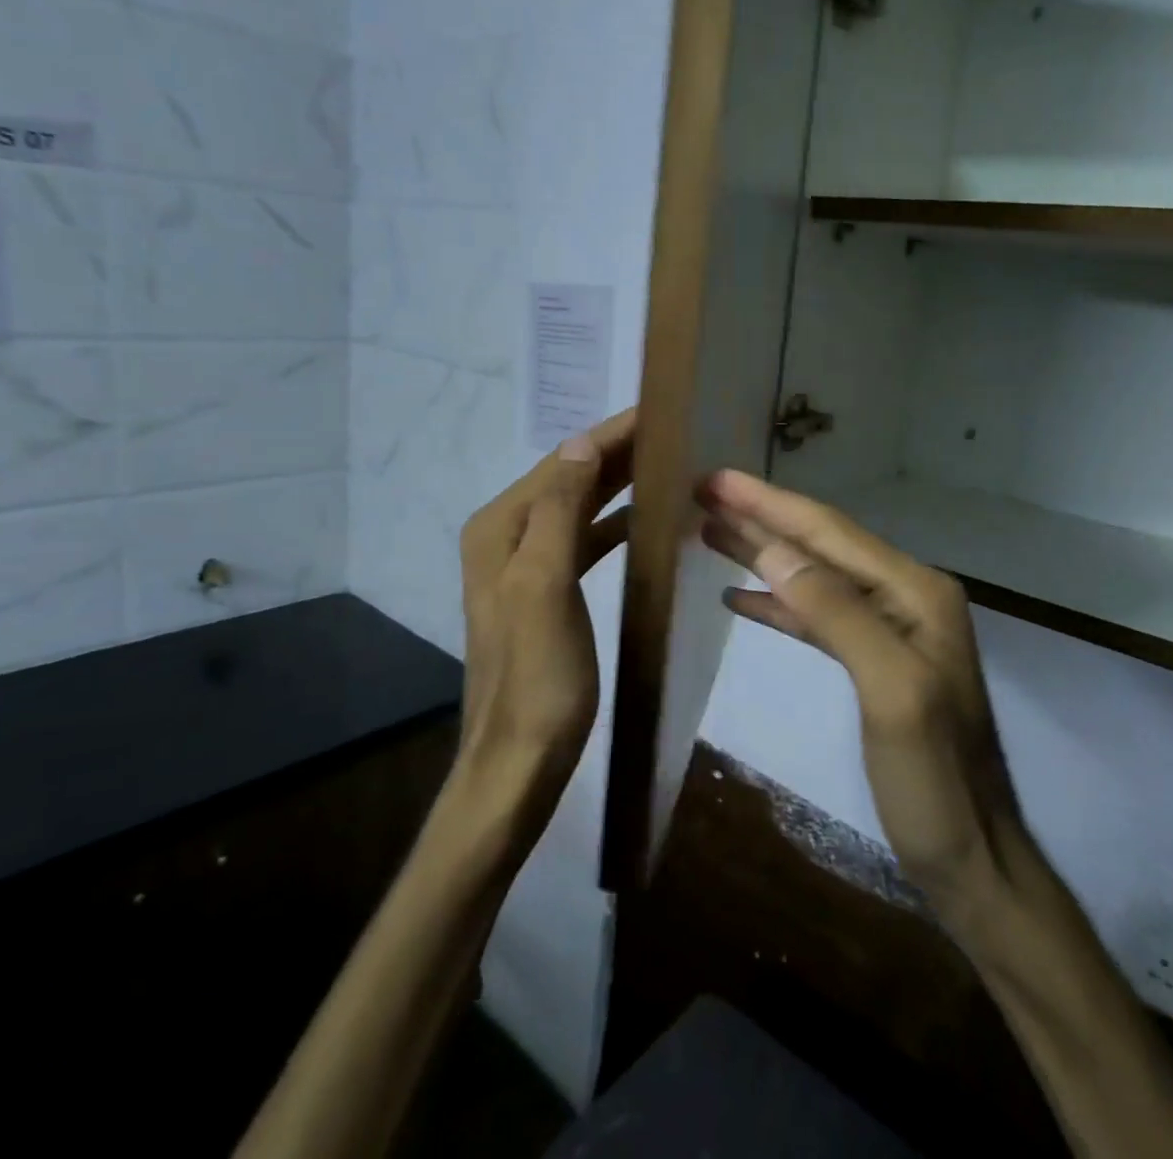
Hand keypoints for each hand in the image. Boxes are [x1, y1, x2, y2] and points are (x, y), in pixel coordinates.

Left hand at [457, 408, 635, 801]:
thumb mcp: (545, 586)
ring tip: (666, 467)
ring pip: (578, 509)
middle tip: (672, 434)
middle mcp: (506, 538)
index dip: (608, 437)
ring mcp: (525, 566)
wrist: (520, 759)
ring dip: (617, 487)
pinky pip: (583, 542)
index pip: (562, 463)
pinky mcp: (546, 592)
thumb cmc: (538, 675)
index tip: (656, 413)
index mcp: (500, 529)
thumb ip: (559, 512)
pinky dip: (613, 525)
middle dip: (616, 455)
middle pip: (568, 480)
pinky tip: (644, 523)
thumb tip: (581, 443)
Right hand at [700, 470, 1025, 911]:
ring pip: (813, 577)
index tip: (715, 479)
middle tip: (702, 493)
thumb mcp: (890, 692)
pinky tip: (740, 595)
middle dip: (761, 518)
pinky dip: (778, 602)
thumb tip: (775, 552)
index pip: (830, 533)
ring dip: (763, 553)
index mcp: (915, 592)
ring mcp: (890, 629)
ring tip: (709, 531)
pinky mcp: (872, 661)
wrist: (974, 857)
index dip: (770, 503)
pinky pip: (816, 617)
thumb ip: (836, 614)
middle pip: (820, 546)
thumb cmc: (935, 781)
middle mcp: (905, 597)